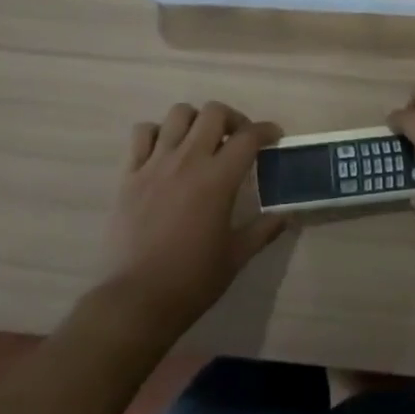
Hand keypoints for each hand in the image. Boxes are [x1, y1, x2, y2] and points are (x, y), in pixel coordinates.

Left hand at [100, 102, 288, 337]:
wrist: (135, 300)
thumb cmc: (191, 280)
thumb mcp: (235, 256)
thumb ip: (263, 230)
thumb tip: (285, 215)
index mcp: (218, 179)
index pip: (248, 137)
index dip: (266, 130)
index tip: (274, 137)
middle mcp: (188, 160)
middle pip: (213, 112)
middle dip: (232, 118)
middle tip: (237, 138)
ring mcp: (155, 164)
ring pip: (177, 114)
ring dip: (195, 120)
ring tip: (200, 141)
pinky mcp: (129, 174)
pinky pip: (142, 134)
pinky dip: (157, 133)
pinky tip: (165, 151)